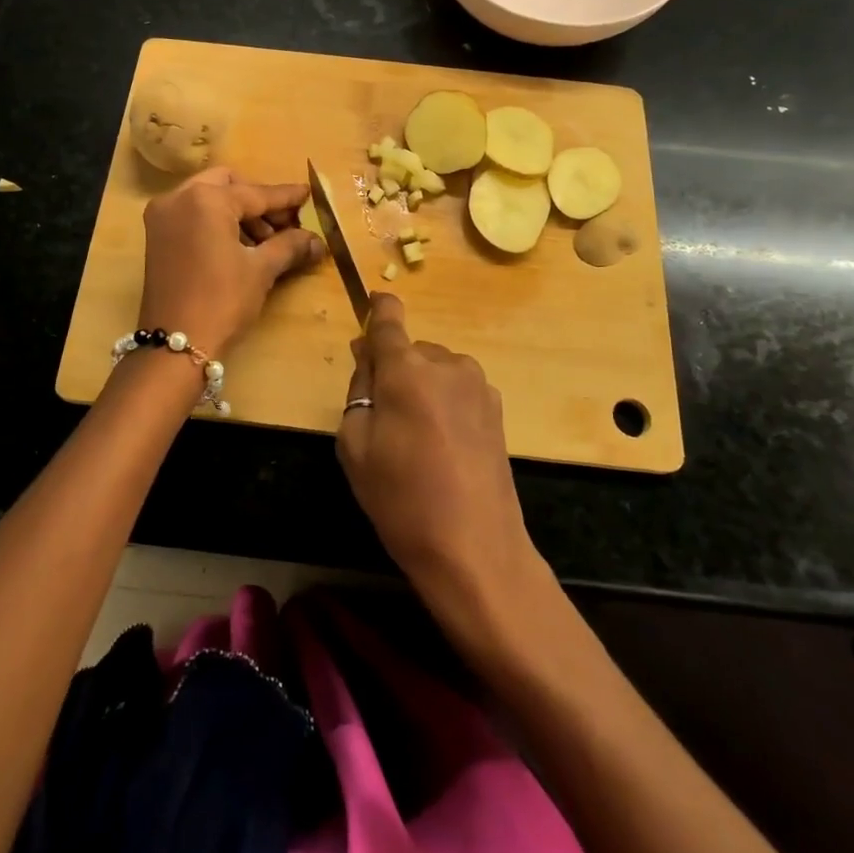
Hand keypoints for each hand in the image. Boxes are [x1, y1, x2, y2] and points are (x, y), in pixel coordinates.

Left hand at [137, 166, 324, 353]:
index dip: (285, 197)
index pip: (255, 193)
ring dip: (239, 214)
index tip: (308, 194)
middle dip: (257, 201)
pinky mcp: (156, 236)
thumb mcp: (261, 269)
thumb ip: (289, 245)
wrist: (176, 345)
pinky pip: (193, 215)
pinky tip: (241, 247)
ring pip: (208, 199)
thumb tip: (317, 241)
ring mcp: (162, 217)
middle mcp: (178, 198)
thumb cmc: (222, 300)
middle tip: (284, 224)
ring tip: (266, 242)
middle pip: (227, 185)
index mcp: (205, 199)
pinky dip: (217, 223)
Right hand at [336, 294, 543, 622]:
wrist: (476, 550)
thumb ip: (359, 389)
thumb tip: (366, 355)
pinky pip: (457, 389)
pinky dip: (444, 402)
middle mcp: (446, 364)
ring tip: (415, 439)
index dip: (378, 308)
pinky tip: (443, 446)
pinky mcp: (497, 408)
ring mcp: (478, 385)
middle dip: (393, 369)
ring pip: (435, 370)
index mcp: (407, 370)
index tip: (372, 303)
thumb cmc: (402, 499)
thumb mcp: (356, 446)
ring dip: (421, 386)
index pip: (389, 321)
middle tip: (381, 416)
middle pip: (410, 351)